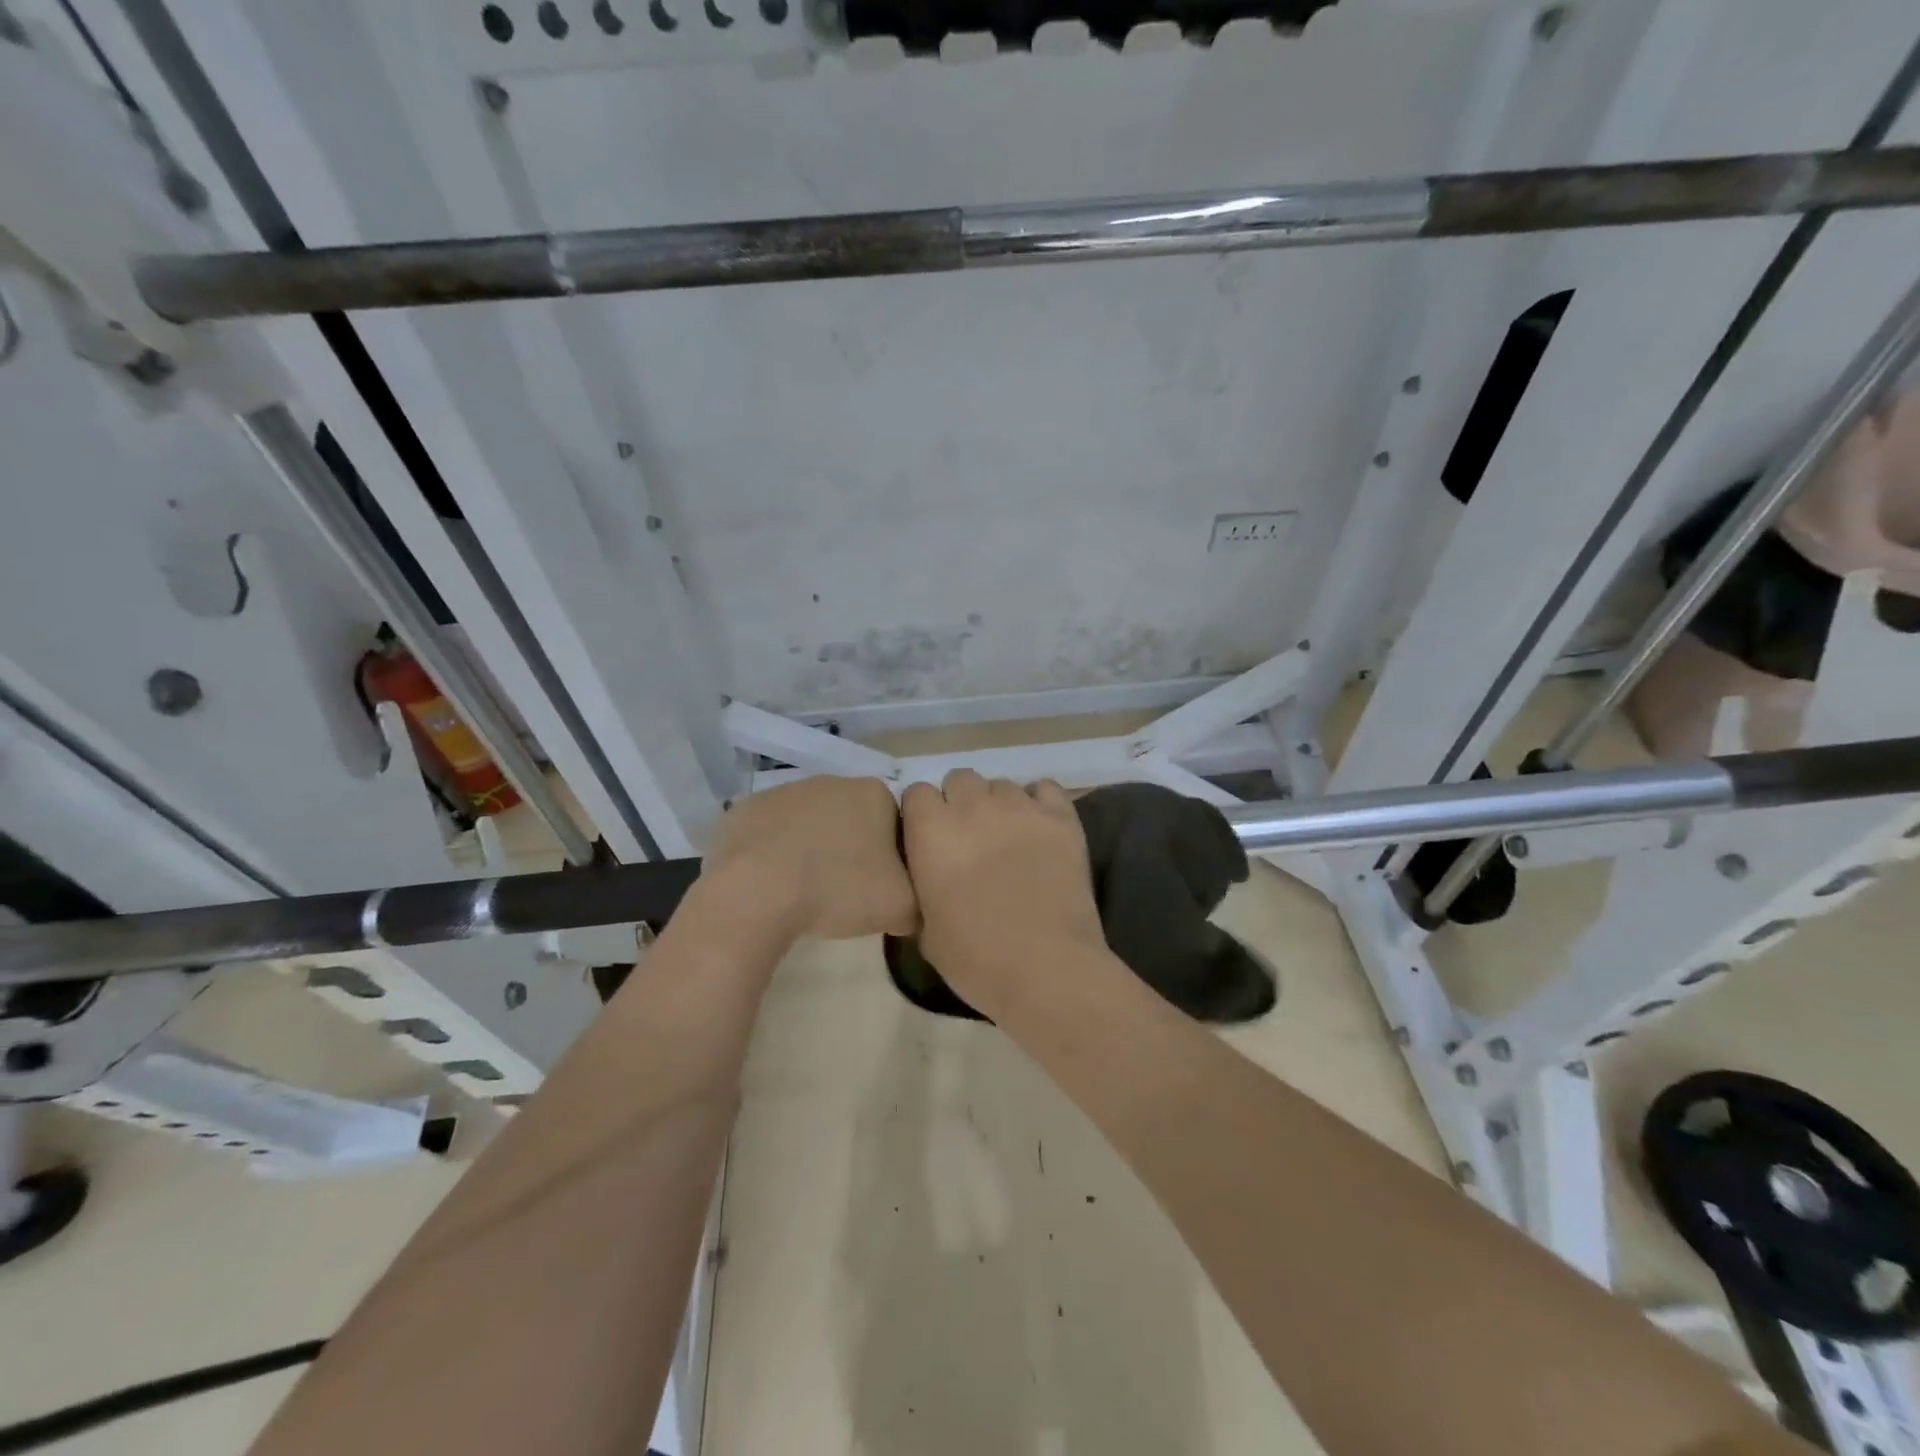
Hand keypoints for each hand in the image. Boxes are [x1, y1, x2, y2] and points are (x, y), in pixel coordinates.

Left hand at [703, 776, 915, 940]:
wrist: (759, 891)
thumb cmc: (840, 890)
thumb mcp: (901, 907)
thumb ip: (918, 900)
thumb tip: (910, 906)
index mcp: (876, 794)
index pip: (896, 823)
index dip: (892, 856)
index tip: (882, 886)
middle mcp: (833, 781)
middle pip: (853, 818)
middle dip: (852, 847)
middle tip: (846, 890)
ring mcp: (786, 790)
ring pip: (810, 823)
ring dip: (812, 848)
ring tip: (805, 890)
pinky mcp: (747, 808)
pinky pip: (770, 832)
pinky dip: (773, 853)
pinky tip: (771, 883)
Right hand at [901, 771, 1105, 1018]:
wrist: (1046, 968)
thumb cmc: (975, 958)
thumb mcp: (926, 929)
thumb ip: (922, 888)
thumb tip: (930, 879)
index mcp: (931, 831)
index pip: (917, 794)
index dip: (923, 816)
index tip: (930, 841)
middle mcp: (972, 806)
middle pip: (959, 779)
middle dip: (960, 803)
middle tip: (970, 839)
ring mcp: (1020, 807)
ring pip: (1001, 784)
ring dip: (998, 805)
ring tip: (1008, 838)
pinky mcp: (1060, 817)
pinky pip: (1045, 788)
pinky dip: (1039, 803)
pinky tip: (1040, 829)